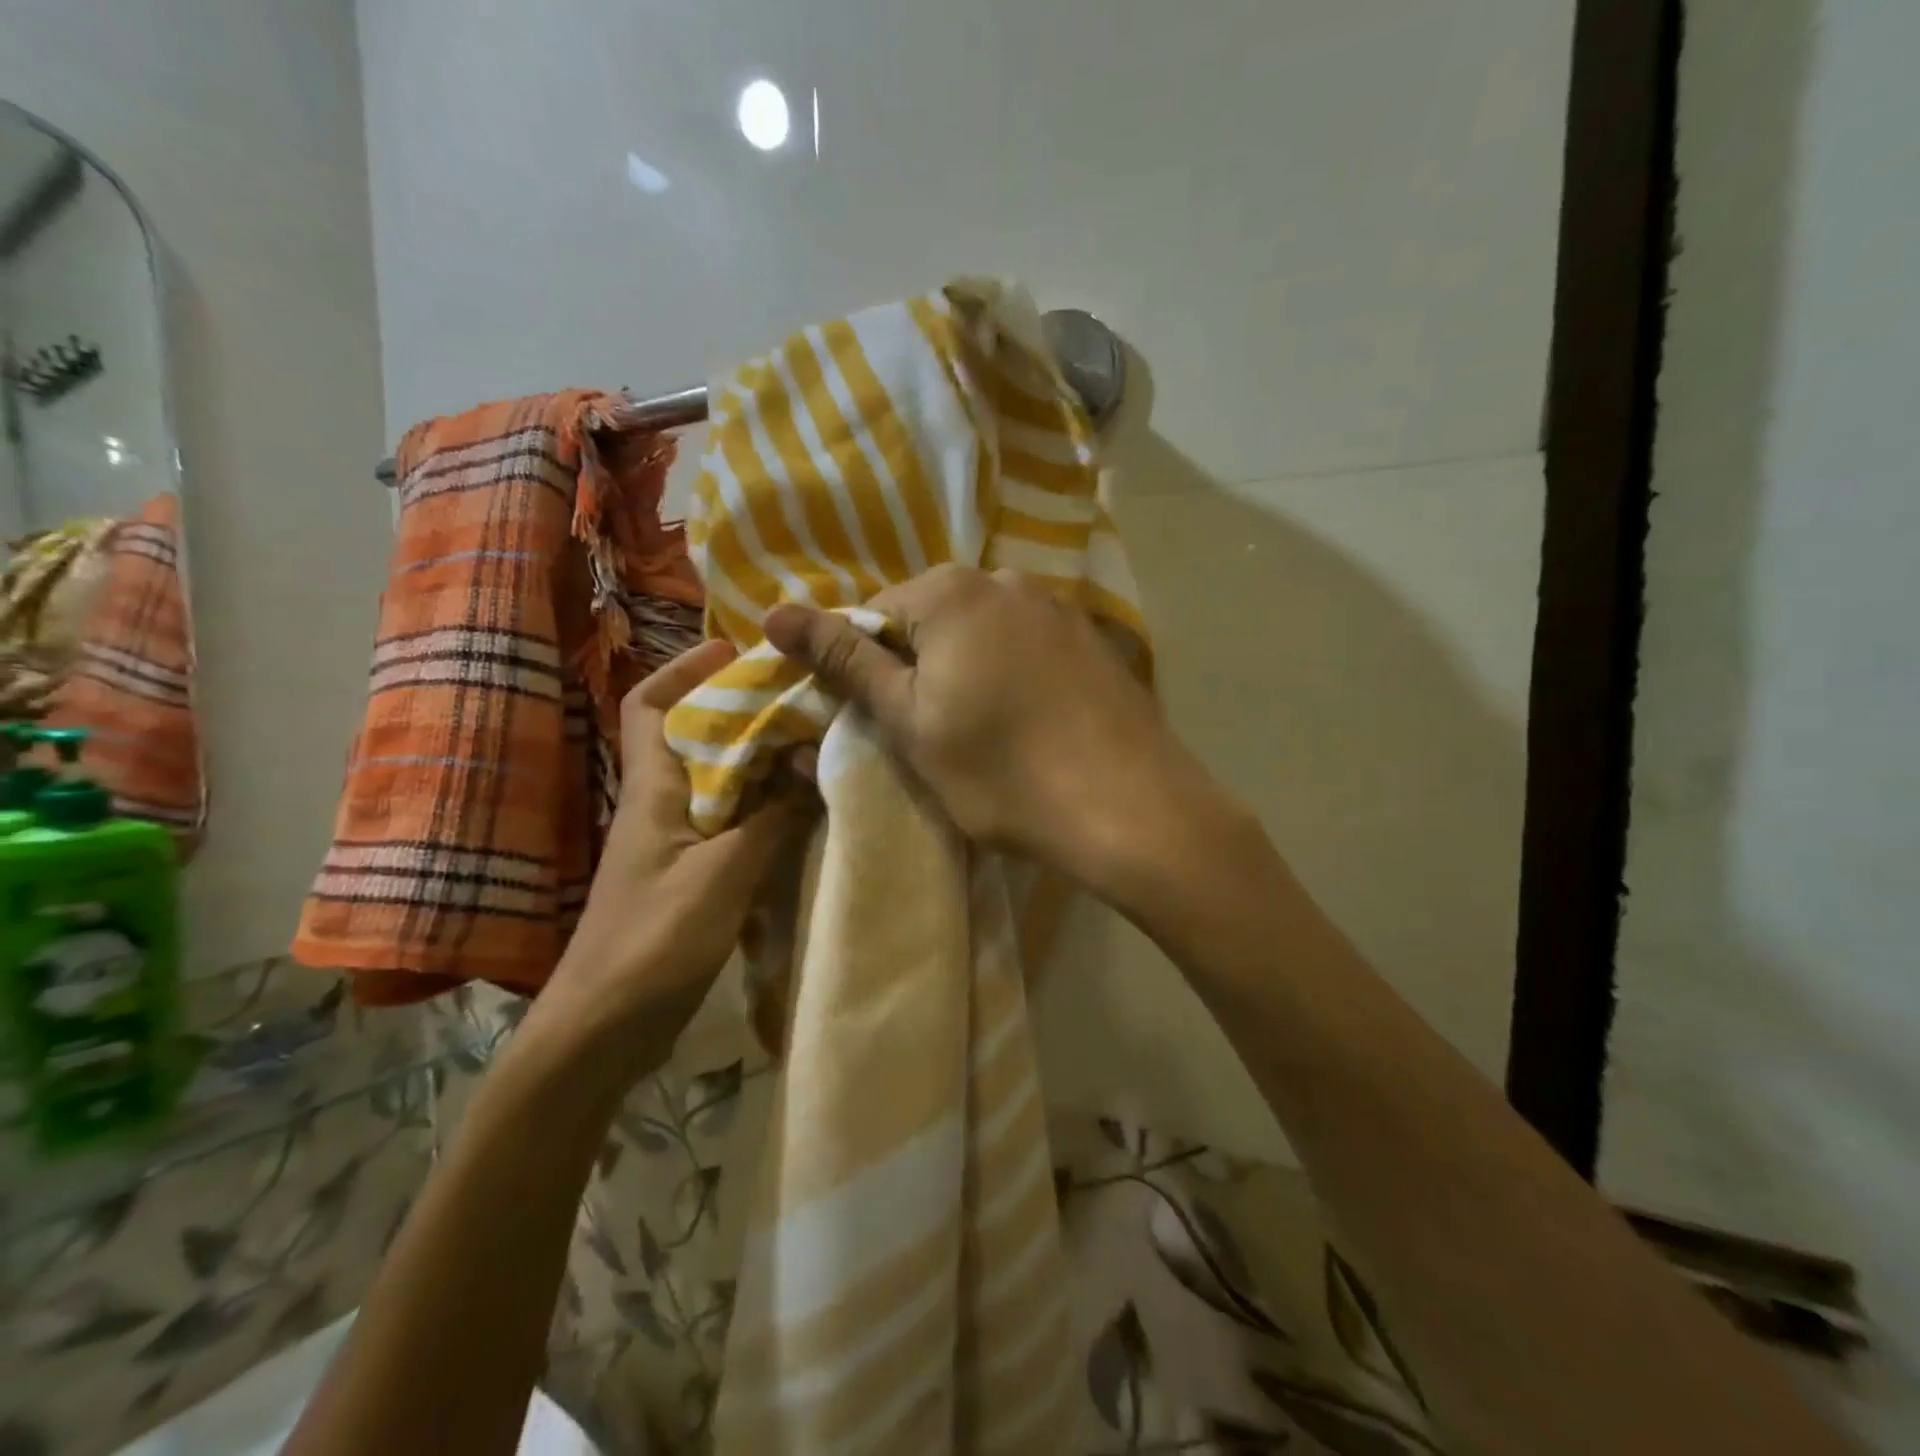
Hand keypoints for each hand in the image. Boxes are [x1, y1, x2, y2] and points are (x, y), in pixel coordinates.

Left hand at [524, 641, 814, 1081]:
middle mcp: (661, 806)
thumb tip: (810, 765)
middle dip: (742, 711)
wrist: (601, 1033)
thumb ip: (770, 819)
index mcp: (652, 791)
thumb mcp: (721, 876)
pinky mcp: (692, 878)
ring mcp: (675, 844)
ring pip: (720, 782)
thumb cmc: (652, 944)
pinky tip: (802, 812)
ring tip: (812, 745)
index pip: (650, 706)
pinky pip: (732, 824)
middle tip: (800, 697)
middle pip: (695, 737)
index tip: (734, 650)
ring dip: (760, 761)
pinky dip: (765, 810)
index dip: (684, 670)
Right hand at [764, 565, 1216, 890]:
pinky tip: (1032, 725)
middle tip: (930, 734)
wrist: (1131, 808)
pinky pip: (1029, 649)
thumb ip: (846, 661)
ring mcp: (1060, 609)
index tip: (882, 720)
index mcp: (952, 591)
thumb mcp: (910, 721)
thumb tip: (774, 614)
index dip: (867, 668)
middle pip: (933, 619)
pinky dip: (1014, 678)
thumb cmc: (1002, 771)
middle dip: (919, 668)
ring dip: (967, 673)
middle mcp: (1008, 581)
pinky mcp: (1094, 642)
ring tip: (984, 735)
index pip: (876, 613)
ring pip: (983, 635)